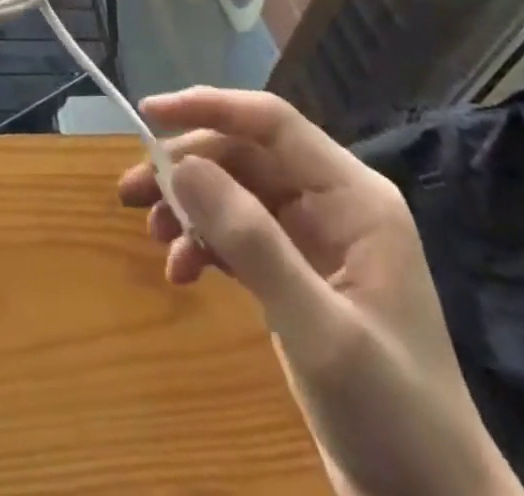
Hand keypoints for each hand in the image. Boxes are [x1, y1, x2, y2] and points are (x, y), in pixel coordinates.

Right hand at [118, 88, 523, 495]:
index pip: (271, 124)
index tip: (148, 113)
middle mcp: (333, 204)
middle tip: (131, 191)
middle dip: (186, 167)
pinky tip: (182, 271)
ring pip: (235, 192)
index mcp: (354, 197)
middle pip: (245, 155)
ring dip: (189, 206)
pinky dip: (204, 243)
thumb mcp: (319, 329)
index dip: (209, 108)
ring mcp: (314, 239)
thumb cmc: (393, 416)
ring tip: (152, 235)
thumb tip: (180, 166)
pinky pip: (237, 234)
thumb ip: (252, 243)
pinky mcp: (296, 274)